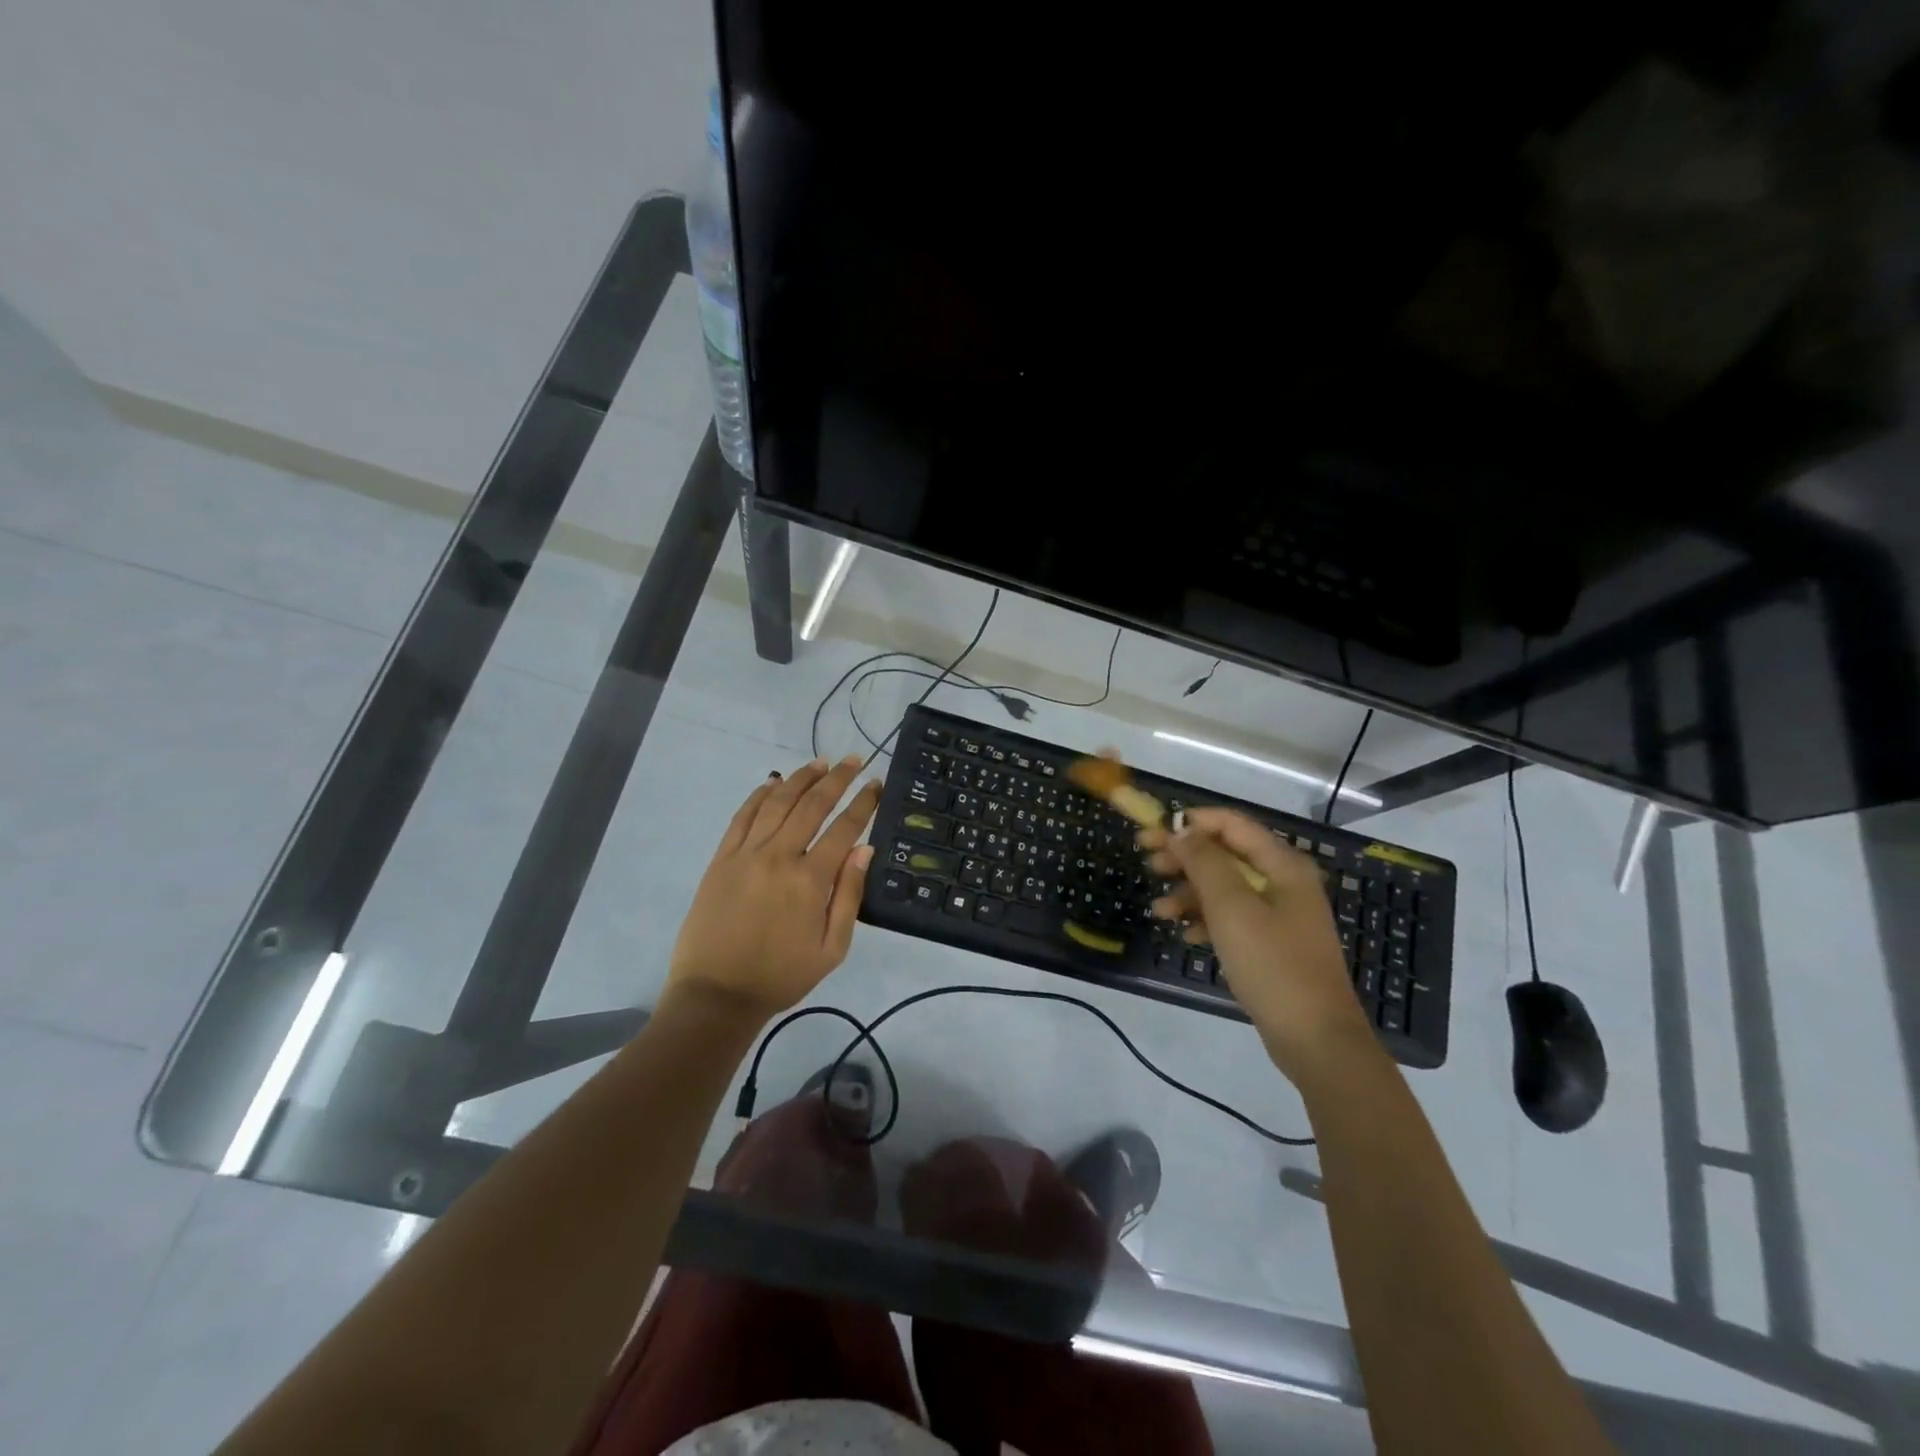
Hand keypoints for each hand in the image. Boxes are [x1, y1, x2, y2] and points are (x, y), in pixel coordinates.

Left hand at [668, 756, 881, 1022]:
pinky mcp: (721, 859)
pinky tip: (774, 782)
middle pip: (812, 805)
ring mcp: (745, 854)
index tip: (876, 783)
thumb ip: (848, 895)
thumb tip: (864, 849)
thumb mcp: (831, 948)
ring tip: (820, 762)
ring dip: (801, 778)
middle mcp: (778, 856)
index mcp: (810, 880)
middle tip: (853, 760)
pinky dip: (760, 795)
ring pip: (777, 802)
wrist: (715, 995)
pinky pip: (743, 816)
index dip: (863, 803)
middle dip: (836, 779)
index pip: (844, 828)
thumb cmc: (781, 976)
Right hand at [1140, 808, 1379, 1082]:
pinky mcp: (1272, 943)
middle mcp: (1284, 882)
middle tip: (1148, 865)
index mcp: (1283, 865)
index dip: (1191, 822)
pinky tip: (1185, 935)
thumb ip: (1205, 863)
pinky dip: (1206, 920)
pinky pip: (1232, 917)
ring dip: (1189, 893)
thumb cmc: (1273, 965)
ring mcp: (1279, 914)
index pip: (1232, 824)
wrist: (1315, 1039)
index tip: (1153, 831)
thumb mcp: (1232, 908)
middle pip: (1226, 854)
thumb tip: (1182, 829)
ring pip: (1225, 888)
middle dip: (1185, 857)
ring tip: (1158, 911)